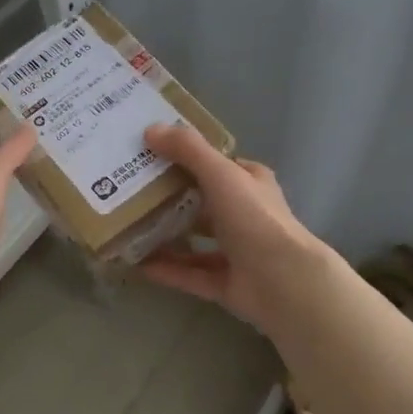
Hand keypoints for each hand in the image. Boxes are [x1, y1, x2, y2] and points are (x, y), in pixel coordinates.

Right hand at [137, 123, 337, 333]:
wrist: (283, 282)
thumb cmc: (254, 218)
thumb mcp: (221, 173)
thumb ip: (188, 150)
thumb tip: (150, 129)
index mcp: (250, 184)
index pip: (217, 166)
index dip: (187, 158)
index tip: (150, 155)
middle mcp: (245, 215)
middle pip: (202, 203)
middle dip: (169, 199)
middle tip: (130, 191)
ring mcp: (237, 252)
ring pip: (195, 241)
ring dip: (165, 236)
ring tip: (128, 228)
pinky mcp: (227, 284)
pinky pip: (190, 274)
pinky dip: (166, 269)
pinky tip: (137, 264)